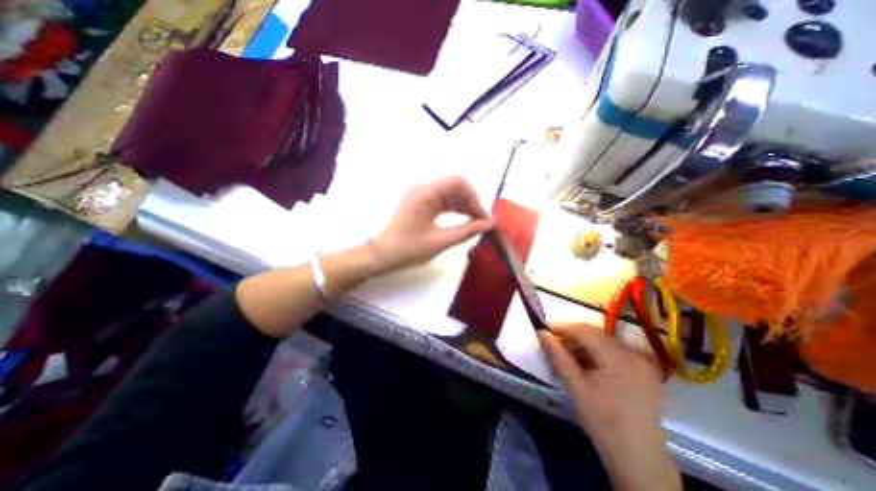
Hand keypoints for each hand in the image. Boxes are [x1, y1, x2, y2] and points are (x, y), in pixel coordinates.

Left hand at [369, 177, 491, 274]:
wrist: (383, 255)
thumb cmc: (409, 249)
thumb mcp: (440, 241)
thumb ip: (466, 231)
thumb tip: (488, 224)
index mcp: (425, 194)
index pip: (457, 182)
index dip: (474, 197)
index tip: (483, 217)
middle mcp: (423, 189)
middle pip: (454, 187)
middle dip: (471, 202)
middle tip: (482, 221)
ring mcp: (421, 196)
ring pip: (449, 194)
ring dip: (464, 205)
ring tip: (476, 222)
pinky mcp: (420, 203)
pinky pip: (442, 201)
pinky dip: (454, 209)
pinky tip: (464, 219)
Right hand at [538, 322, 679, 490]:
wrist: (638, 458)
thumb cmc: (602, 421)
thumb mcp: (576, 386)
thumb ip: (558, 356)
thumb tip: (542, 332)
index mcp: (618, 357)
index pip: (585, 330)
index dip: (563, 326)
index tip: (544, 328)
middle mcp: (633, 354)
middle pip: (596, 334)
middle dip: (572, 335)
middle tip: (553, 342)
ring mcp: (641, 362)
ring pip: (604, 342)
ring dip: (584, 344)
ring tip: (566, 354)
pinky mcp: (644, 372)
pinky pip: (615, 353)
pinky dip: (597, 353)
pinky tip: (586, 363)